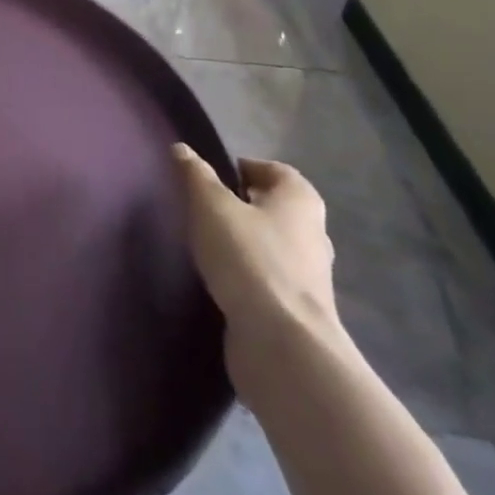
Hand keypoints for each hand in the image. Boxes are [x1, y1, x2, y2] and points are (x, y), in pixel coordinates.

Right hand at [172, 147, 344, 398]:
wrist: (282, 344)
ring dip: (245, 243)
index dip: (244, 168)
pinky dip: (247, 275)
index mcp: (301, 200)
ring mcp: (309, 276)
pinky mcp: (298, 311)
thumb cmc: (249, 258)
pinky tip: (220, 281)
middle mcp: (313, 233)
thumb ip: (196, 175)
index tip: (211, 178)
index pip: (274, 170)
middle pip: (275, 208)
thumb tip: (182, 149)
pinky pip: (268, 279)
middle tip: (204, 208)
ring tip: (207, 245)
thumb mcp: (211, 206)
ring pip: (272, 245)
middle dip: (243, 205)